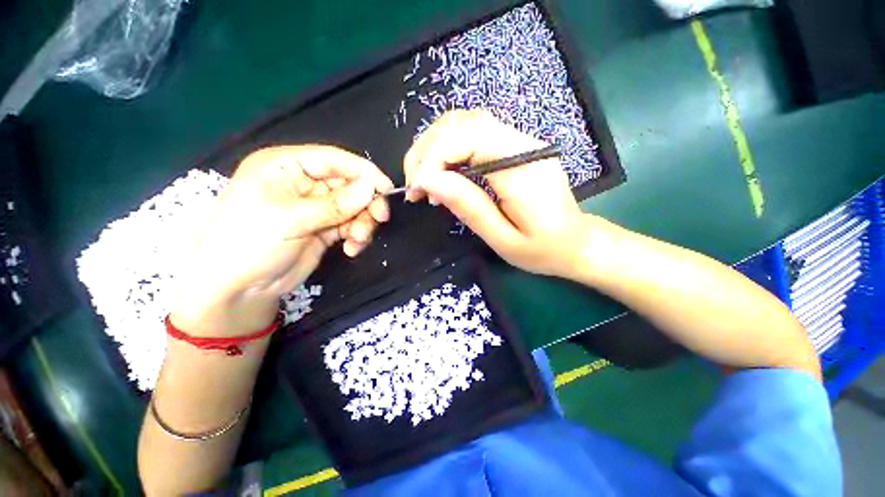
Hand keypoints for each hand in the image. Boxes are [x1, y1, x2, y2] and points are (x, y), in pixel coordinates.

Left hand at [171, 146, 393, 335]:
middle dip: (366, 203)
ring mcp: (316, 207)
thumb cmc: (250, 243)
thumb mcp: (291, 219)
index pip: (333, 160)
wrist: (239, 288)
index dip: (363, 172)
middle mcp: (304, 183)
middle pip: (349, 185)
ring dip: (362, 223)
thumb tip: (371, 189)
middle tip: (379, 219)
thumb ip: (334, 204)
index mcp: (287, 167)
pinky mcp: (325, 228)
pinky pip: (351, 226)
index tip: (387, 188)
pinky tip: (351, 249)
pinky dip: (357, 236)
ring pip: (354, 207)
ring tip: (358, 240)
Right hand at [404, 109, 591, 277]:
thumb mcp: (502, 239)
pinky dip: (448, 149)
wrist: (575, 242)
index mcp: (523, 167)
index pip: (467, 138)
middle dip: (426, 151)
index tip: (417, 189)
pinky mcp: (514, 146)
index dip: (433, 158)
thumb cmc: (542, 249)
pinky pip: (473, 133)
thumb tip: (429, 181)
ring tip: (424, 181)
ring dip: (434, 147)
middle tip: (414, 186)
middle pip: (461, 123)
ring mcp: (520, 140)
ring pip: (464, 122)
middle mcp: (522, 143)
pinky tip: (442, 173)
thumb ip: (468, 207)